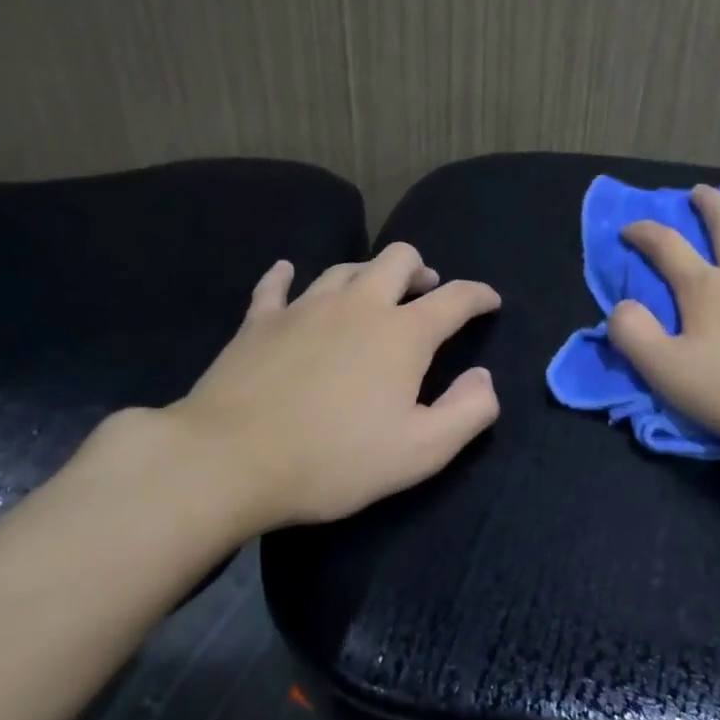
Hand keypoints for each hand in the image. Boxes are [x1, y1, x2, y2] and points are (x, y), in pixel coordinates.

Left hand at [123, 243, 501, 542]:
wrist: (229, 461)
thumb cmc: (334, 460)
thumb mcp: (421, 452)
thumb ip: (468, 412)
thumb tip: (484, 378)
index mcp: (403, 333)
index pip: (455, 298)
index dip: (479, 295)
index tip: (490, 301)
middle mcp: (359, 305)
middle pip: (398, 259)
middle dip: (420, 270)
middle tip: (425, 293)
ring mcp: (305, 307)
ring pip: (345, 268)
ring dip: (368, 275)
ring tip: (373, 296)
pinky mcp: (260, 321)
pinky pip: (277, 285)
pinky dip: (288, 276)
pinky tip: (289, 274)